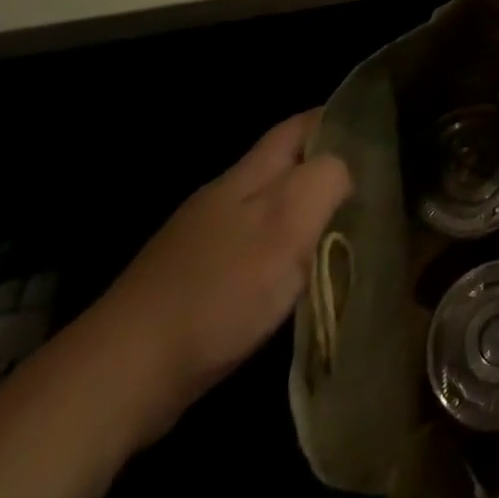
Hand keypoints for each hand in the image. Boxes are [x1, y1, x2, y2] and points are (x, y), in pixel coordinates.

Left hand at [73, 110, 351, 446]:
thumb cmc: (218, 290)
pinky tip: (297, 281)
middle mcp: (225, 198)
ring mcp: (204, 243)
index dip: (338, 120)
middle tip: (377, 187)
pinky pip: (253, 252)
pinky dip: (282, 255)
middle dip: (327, 170)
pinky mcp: (193, 286)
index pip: (300, 125)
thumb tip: (346, 168)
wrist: (119, 377)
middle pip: (286, 167)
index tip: (379, 132)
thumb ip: (325, 181)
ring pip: (270, 211)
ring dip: (306, 216)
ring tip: (349, 232)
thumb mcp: (287, 225)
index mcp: (248, 174)